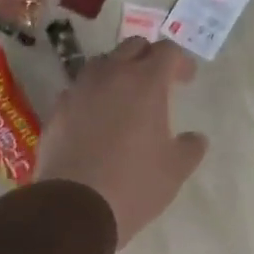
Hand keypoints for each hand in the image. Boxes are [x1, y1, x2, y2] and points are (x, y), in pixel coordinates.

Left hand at [35, 38, 208, 246]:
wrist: (75, 206)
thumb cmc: (135, 184)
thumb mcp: (175, 170)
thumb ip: (190, 147)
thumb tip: (196, 138)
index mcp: (146, 82)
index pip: (167, 51)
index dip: (180, 62)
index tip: (186, 80)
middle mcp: (111, 75)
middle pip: (133, 47)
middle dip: (149, 57)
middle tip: (159, 81)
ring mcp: (79, 90)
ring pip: (101, 64)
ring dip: (118, 71)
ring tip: (125, 96)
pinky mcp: (57, 110)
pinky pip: (79, 90)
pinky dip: (92, 95)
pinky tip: (96, 119)